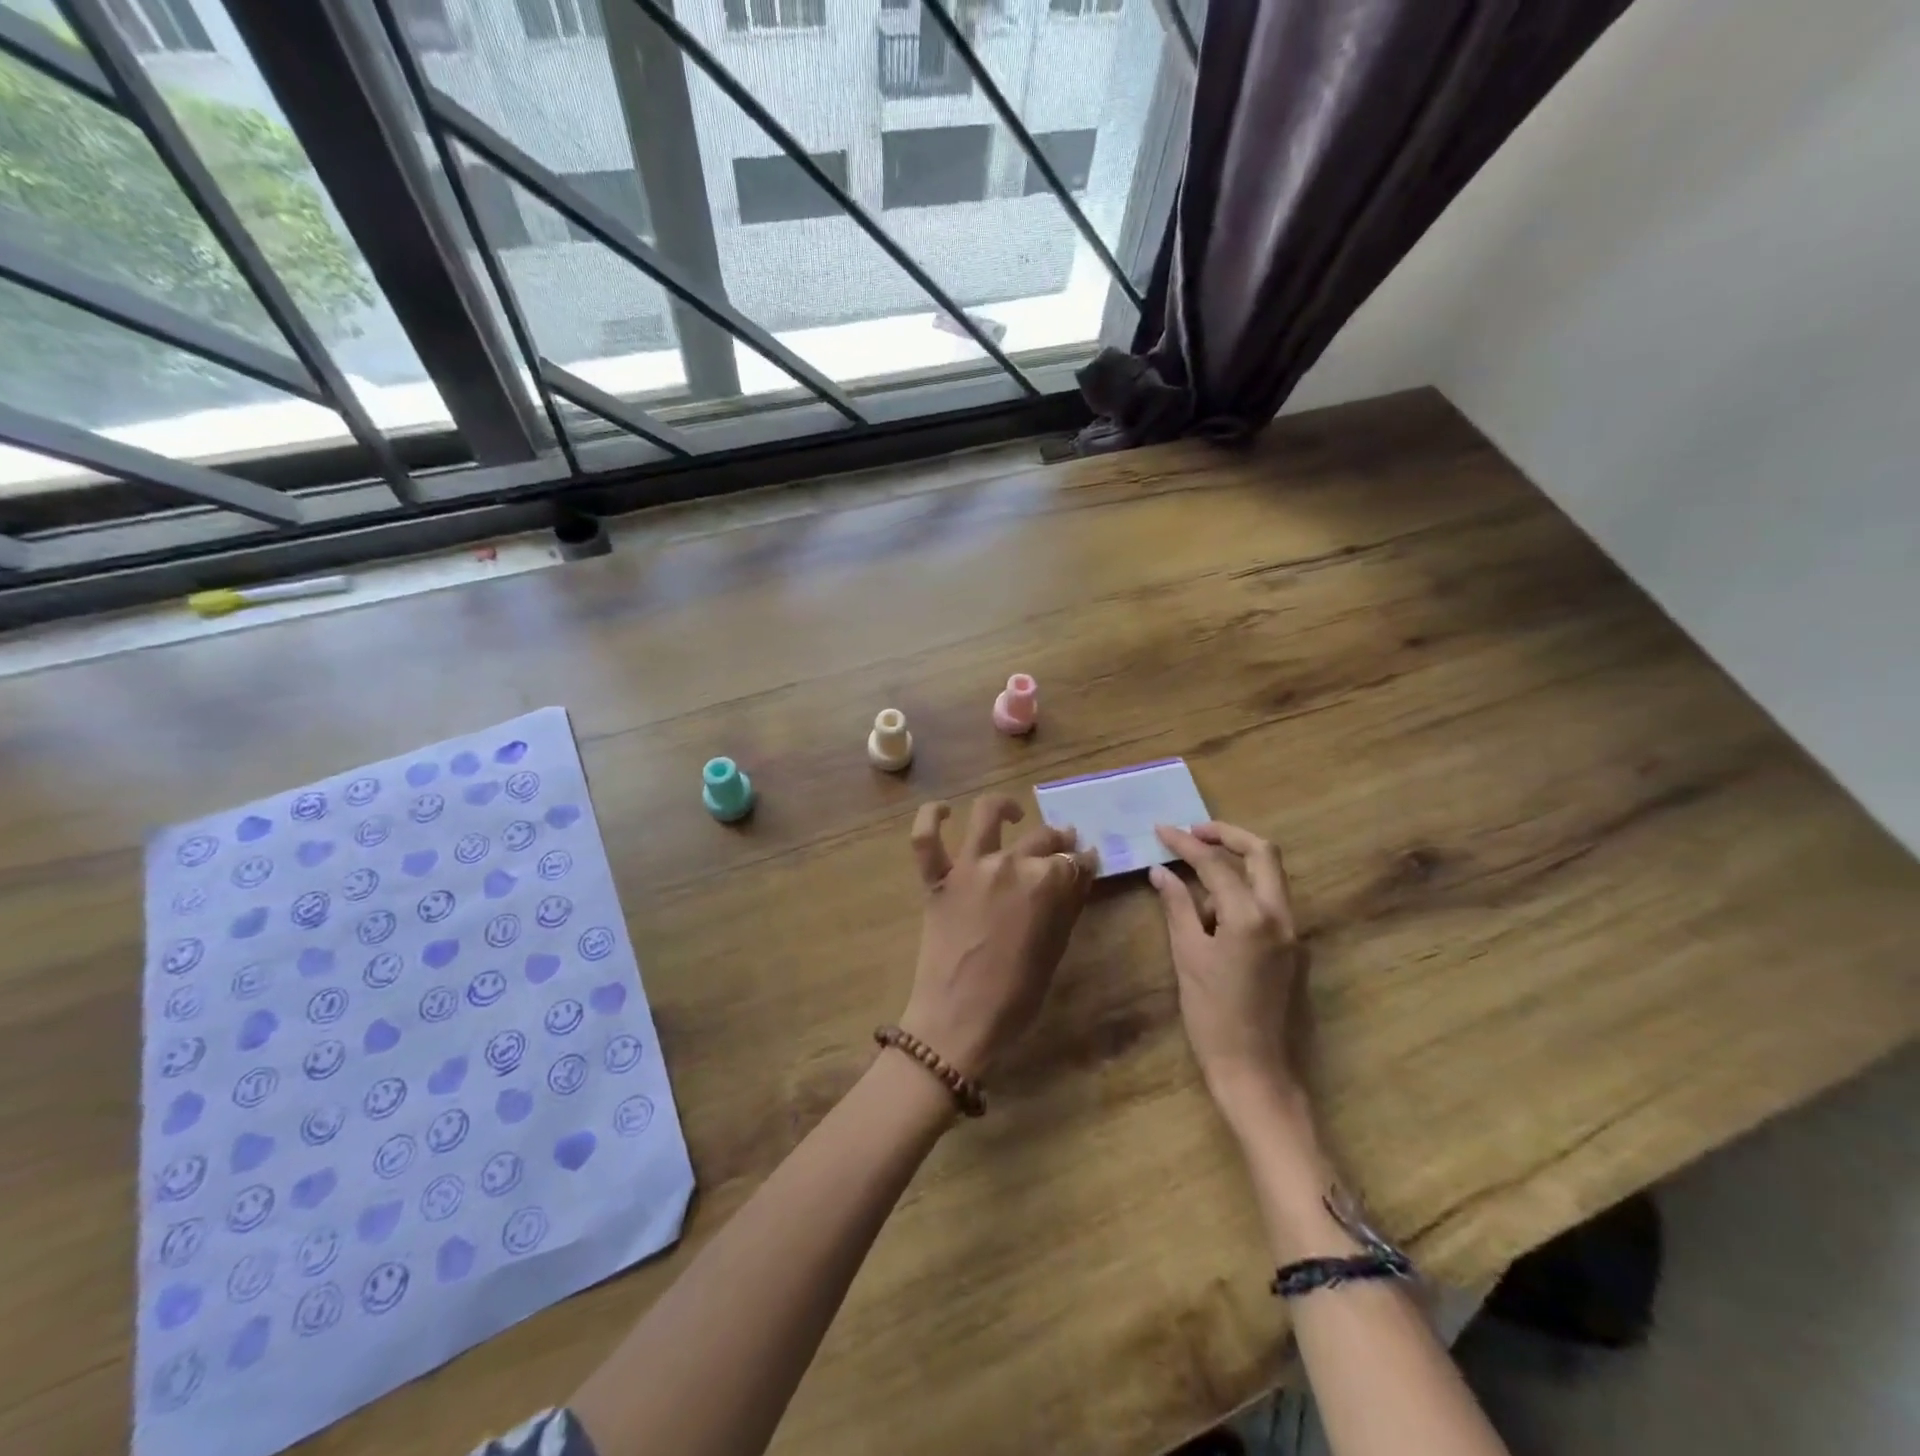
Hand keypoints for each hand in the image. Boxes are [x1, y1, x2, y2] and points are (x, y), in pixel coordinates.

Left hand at [898, 795, 1095, 1078]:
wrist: (959, 1021)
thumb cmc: (1017, 996)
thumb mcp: (1055, 949)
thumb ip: (1068, 904)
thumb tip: (1079, 872)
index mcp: (1047, 883)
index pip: (1075, 861)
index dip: (1084, 863)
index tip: (1086, 865)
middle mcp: (1010, 863)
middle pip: (1042, 838)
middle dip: (1058, 842)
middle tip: (1062, 850)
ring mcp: (970, 867)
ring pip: (987, 816)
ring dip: (1004, 808)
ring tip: (1013, 815)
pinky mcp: (937, 879)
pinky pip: (926, 839)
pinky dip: (931, 818)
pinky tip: (943, 811)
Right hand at [1150, 822, 1309, 1131]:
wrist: (1253, 1068)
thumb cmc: (1212, 1014)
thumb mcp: (1187, 955)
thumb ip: (1177, 906)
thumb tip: (1161, 871)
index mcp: (1252, 916)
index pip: (1216, 864)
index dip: (1185, 843)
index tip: (1161, 829)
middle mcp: (1281, 916)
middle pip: (1263, 853)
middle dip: (1227, 836)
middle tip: (1192, 834)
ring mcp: (1291, 932)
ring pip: (1269, 876)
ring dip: (1234, 865)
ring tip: (1192, 882)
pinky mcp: (1290, 948)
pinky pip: (1267, 903)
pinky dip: (1241, 892)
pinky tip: (1210, 912)